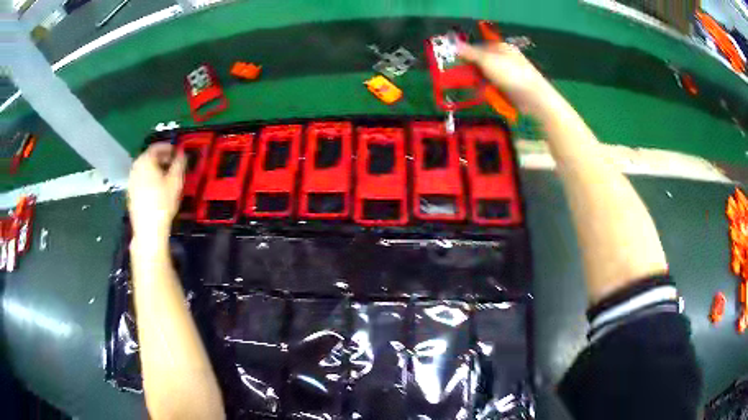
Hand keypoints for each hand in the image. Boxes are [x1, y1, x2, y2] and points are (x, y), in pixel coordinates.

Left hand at [127, 143, 185, 240]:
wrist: (148, 228)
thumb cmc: (163, 202)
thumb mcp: (176, 180)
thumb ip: (179, 163)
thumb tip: (182, 154)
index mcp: (145, 160)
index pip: (156, 147)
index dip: (168, 147)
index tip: (177, 152)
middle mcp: (135, 168)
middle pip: (149, 157)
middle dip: (161, 158)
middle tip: (173, 164)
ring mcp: (131, 181)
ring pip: (144, 169)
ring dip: (155, 170)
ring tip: (166, 178)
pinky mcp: (130, 194)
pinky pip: (141, 180)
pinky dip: (149, 180)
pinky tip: (157, 190)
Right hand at [458, 42, 551, 112]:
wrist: (534, 97)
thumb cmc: (510, 74)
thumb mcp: (487, 60)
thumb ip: (470, 53)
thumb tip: (455, 44)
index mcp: (501, 47)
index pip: (478, 47)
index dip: (467, 54)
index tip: (458, 63)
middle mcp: (506, 58)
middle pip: (483, 62)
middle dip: (474, 71)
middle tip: (468, 79)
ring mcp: (510, 74)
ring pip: (488, 76)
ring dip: (482, 83)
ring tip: (481, 90)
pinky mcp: (512, 88)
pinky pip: (496, 87)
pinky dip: (491, 91)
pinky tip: (490, 96)